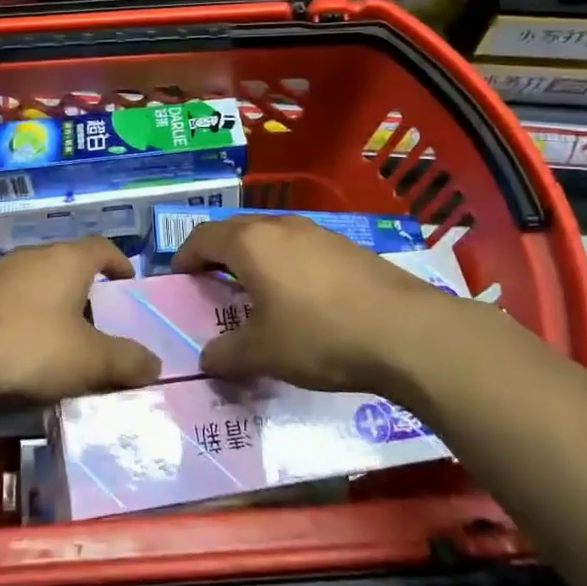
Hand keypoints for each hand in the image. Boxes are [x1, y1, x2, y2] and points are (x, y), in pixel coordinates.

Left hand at [0, 238, 160, 401]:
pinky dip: (25, 320)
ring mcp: (0, 273)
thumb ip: (125, 361)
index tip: (129, 284)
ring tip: (64, 344)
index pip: (103, 247)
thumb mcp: (88, 360)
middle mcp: (35, 256)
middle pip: (70, 266)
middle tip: (101, 325)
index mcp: (68, 260)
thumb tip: (155, 363)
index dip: (120, 263)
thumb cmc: (29, 343)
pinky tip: (24, 352)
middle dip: (87, 292)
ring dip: (54, 308)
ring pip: (39, 285)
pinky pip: (12, 303)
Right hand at [174, 215, 456, 393]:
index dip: (185, 256)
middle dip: (218, 255)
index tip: (179, 278)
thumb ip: (227, 354)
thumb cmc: (319, 336)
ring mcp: (318, 232)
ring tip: (256, 293)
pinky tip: (301, 299)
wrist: (407, 332)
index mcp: (251, 243)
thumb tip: (207, 358)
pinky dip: (287, 266)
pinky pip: (301, 249)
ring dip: (255, 259)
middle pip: (236, 231)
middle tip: (212, 286)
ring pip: (271, 238)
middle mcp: (280, 227)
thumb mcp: (264, 352)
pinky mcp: (348, 247)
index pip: (202, 237)